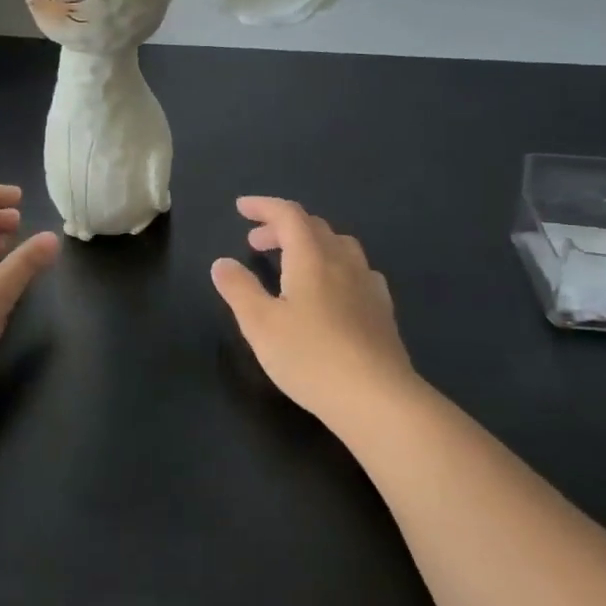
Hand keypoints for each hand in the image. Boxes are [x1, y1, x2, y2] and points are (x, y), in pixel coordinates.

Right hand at [212, 196, 418, 429]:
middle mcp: (342, 262)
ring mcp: (367, 285)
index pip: (288, 215)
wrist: (377, 399)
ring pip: (339, 245)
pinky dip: (335, 266)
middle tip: (255, 243)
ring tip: (292, 263)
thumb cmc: (310, 357)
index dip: (264, 206)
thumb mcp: (260, 324)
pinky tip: (333, 290)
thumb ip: (239, 289)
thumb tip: (222, 263)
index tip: (241, 208)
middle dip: (281, 227)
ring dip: (311, 243)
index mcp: (311, 257)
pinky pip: (357, 271)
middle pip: (313, 227)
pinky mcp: (382, 310)